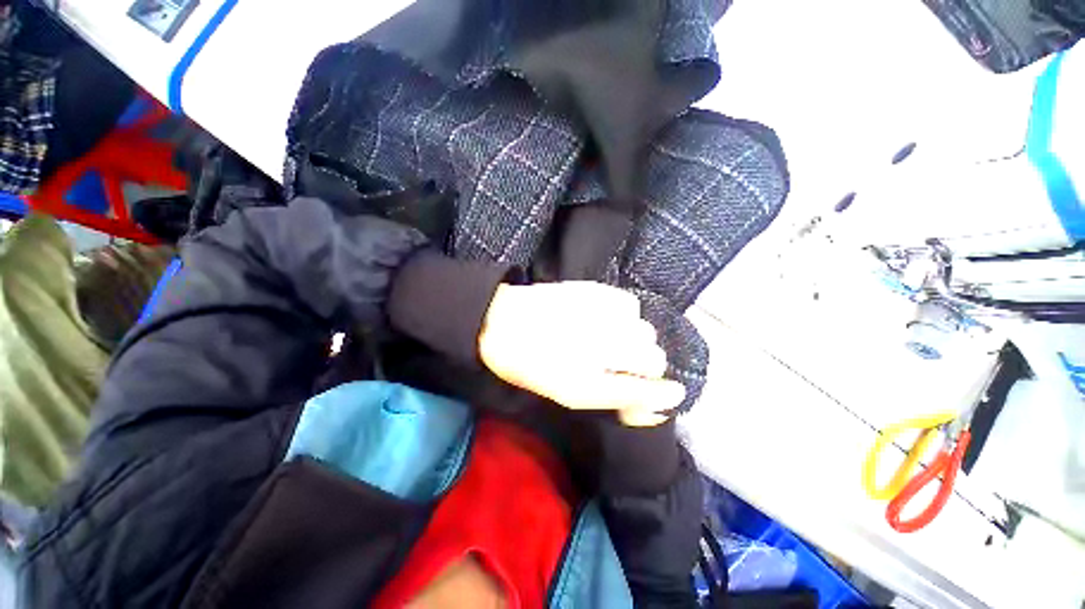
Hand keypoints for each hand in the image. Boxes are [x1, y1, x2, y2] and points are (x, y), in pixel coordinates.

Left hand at [479, 282, 685, 425]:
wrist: (501, 322)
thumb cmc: (531, 366)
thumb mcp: (570, 395)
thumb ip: (615, 398)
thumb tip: (656, 405)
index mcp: (584, 384)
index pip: (645, 392)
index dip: (660, 394)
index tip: (665, 392)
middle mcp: (596, 349)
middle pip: (654, 358)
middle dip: (645, 365)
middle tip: (622, 363)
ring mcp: (596, 317)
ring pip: (645, 330)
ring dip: (635, 339)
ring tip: (611, 337)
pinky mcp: (592, 291)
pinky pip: (629, 304)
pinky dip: (625, 315)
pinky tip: (605, 317)